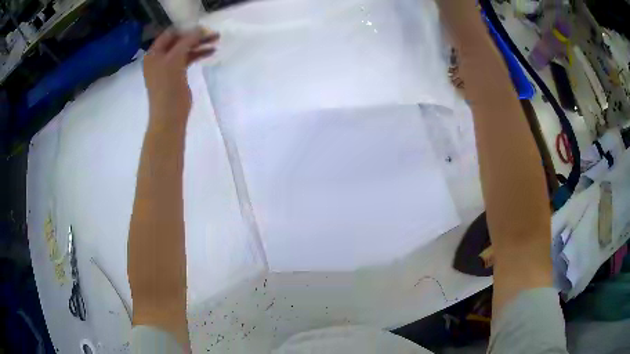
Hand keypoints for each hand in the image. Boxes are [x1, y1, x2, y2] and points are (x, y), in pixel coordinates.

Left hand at [143, 27, 219, 128]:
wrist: (169, 116)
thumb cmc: (167, 87)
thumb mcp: (175, 60)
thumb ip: (187, 41)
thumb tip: (200, 29)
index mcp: (153, 54)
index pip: (170, 34)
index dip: (185, 28)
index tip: (202, 26)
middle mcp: (159, 58)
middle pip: (179, 41)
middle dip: (195, 36)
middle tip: (212, 33)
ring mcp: (168, 66)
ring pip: (185, 49)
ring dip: (199, 44)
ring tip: (216, 40)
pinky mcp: (177, 74)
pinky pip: (188, 59)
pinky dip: (198, 54)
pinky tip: (210, 51)